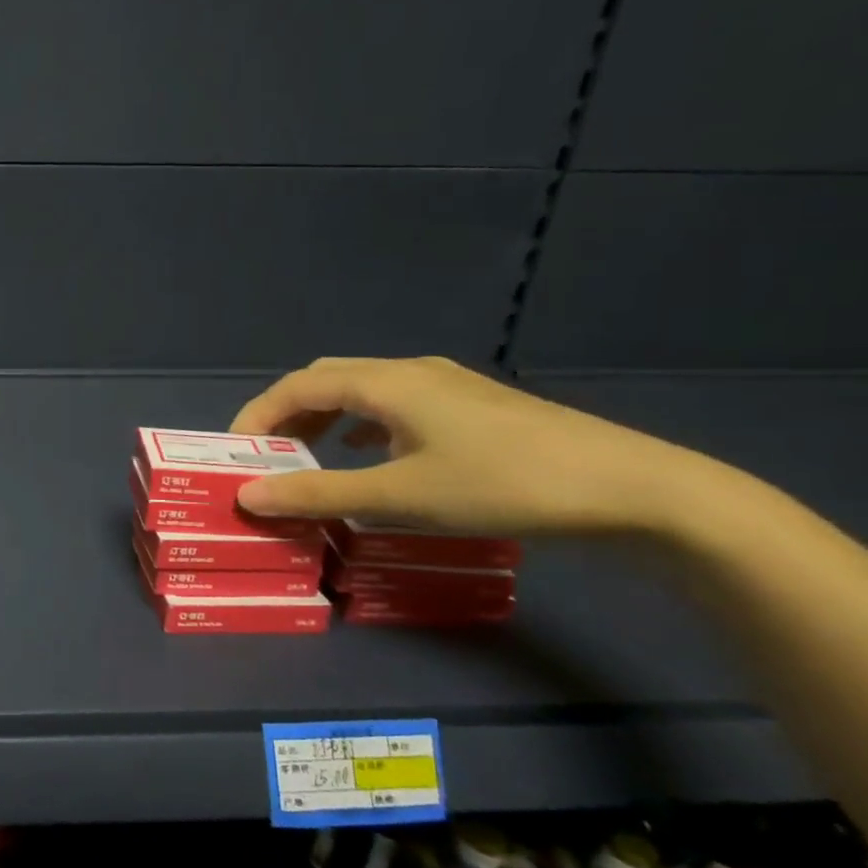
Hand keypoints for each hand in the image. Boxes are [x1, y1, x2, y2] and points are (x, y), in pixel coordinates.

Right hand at [227, 357, 690, 535]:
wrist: (632, 490)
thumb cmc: (502, 485)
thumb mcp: (399, 496)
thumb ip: (318, 493)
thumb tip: (248, 494)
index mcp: (386, 383)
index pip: (297, 386)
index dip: (256, 415)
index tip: (234, 453)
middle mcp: (410, 372)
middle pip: (325, 379)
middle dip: (285, 414)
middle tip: (266, 455)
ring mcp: (446, 385)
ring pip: (360, 390)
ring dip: (322, 418)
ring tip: (307, 456)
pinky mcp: (472, 406)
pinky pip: (392, 403)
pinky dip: (360, 424)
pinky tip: (370, 454)